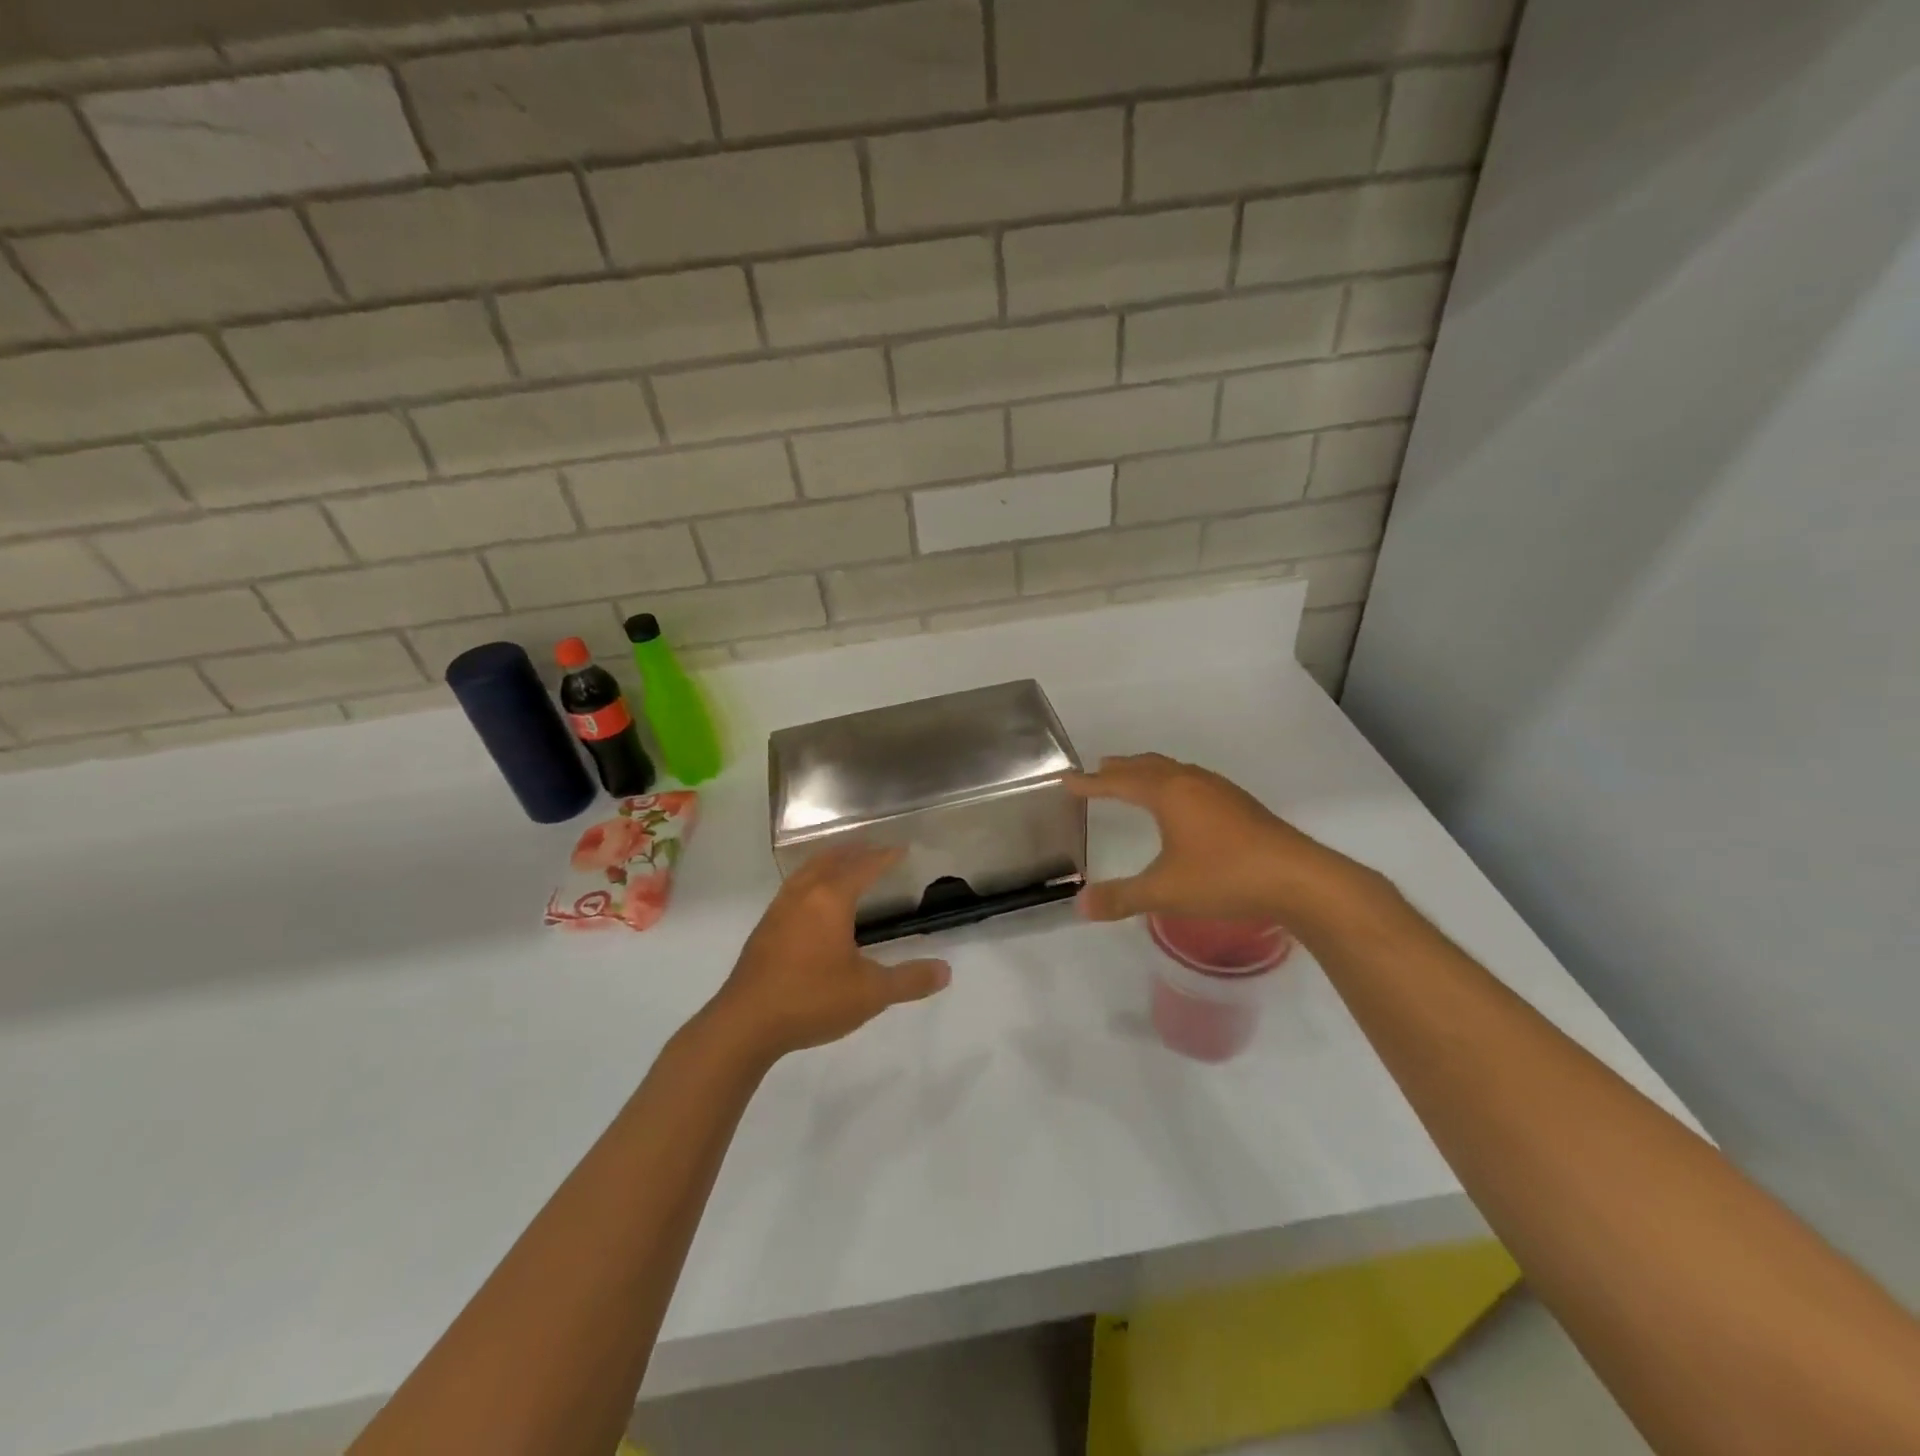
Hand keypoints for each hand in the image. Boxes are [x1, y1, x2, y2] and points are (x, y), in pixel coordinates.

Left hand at [711, 845, 950, 1061]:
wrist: (745, 1024)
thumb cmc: (812, 1000)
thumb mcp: (871, 993)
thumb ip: (909, 980)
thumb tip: (946, 971)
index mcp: (831, 900)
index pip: (863, 867)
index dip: (884, 856)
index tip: (901, 849)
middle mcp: (804, 895)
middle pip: (831, 859)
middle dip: (855, 851)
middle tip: (875, 850)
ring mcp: (779, 910)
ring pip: (807, 871)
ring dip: (829, 861)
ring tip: (845, 865)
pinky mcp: (765, 928)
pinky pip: (793, 887)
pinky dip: (811, 879)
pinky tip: (813, 902)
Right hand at [1067, 753, 1354, 922]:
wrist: (1297, 878)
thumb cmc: (1224, 877)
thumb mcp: (1165, 891)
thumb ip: (1121, 898)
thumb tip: (1080, 907)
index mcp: (1168, 793)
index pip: (1118, 782)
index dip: (1091, 783)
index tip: (1067, 781)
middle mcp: (1191, 782)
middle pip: (1147, 766)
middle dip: (1120, 769)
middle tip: (1098, 771)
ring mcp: (1219, 790)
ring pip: (1173, 771)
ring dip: (1148, 772)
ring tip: (1135, 779)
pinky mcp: (1240, 804)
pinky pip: (1193, 780)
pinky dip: (1172, 782)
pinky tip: (1183, 802)